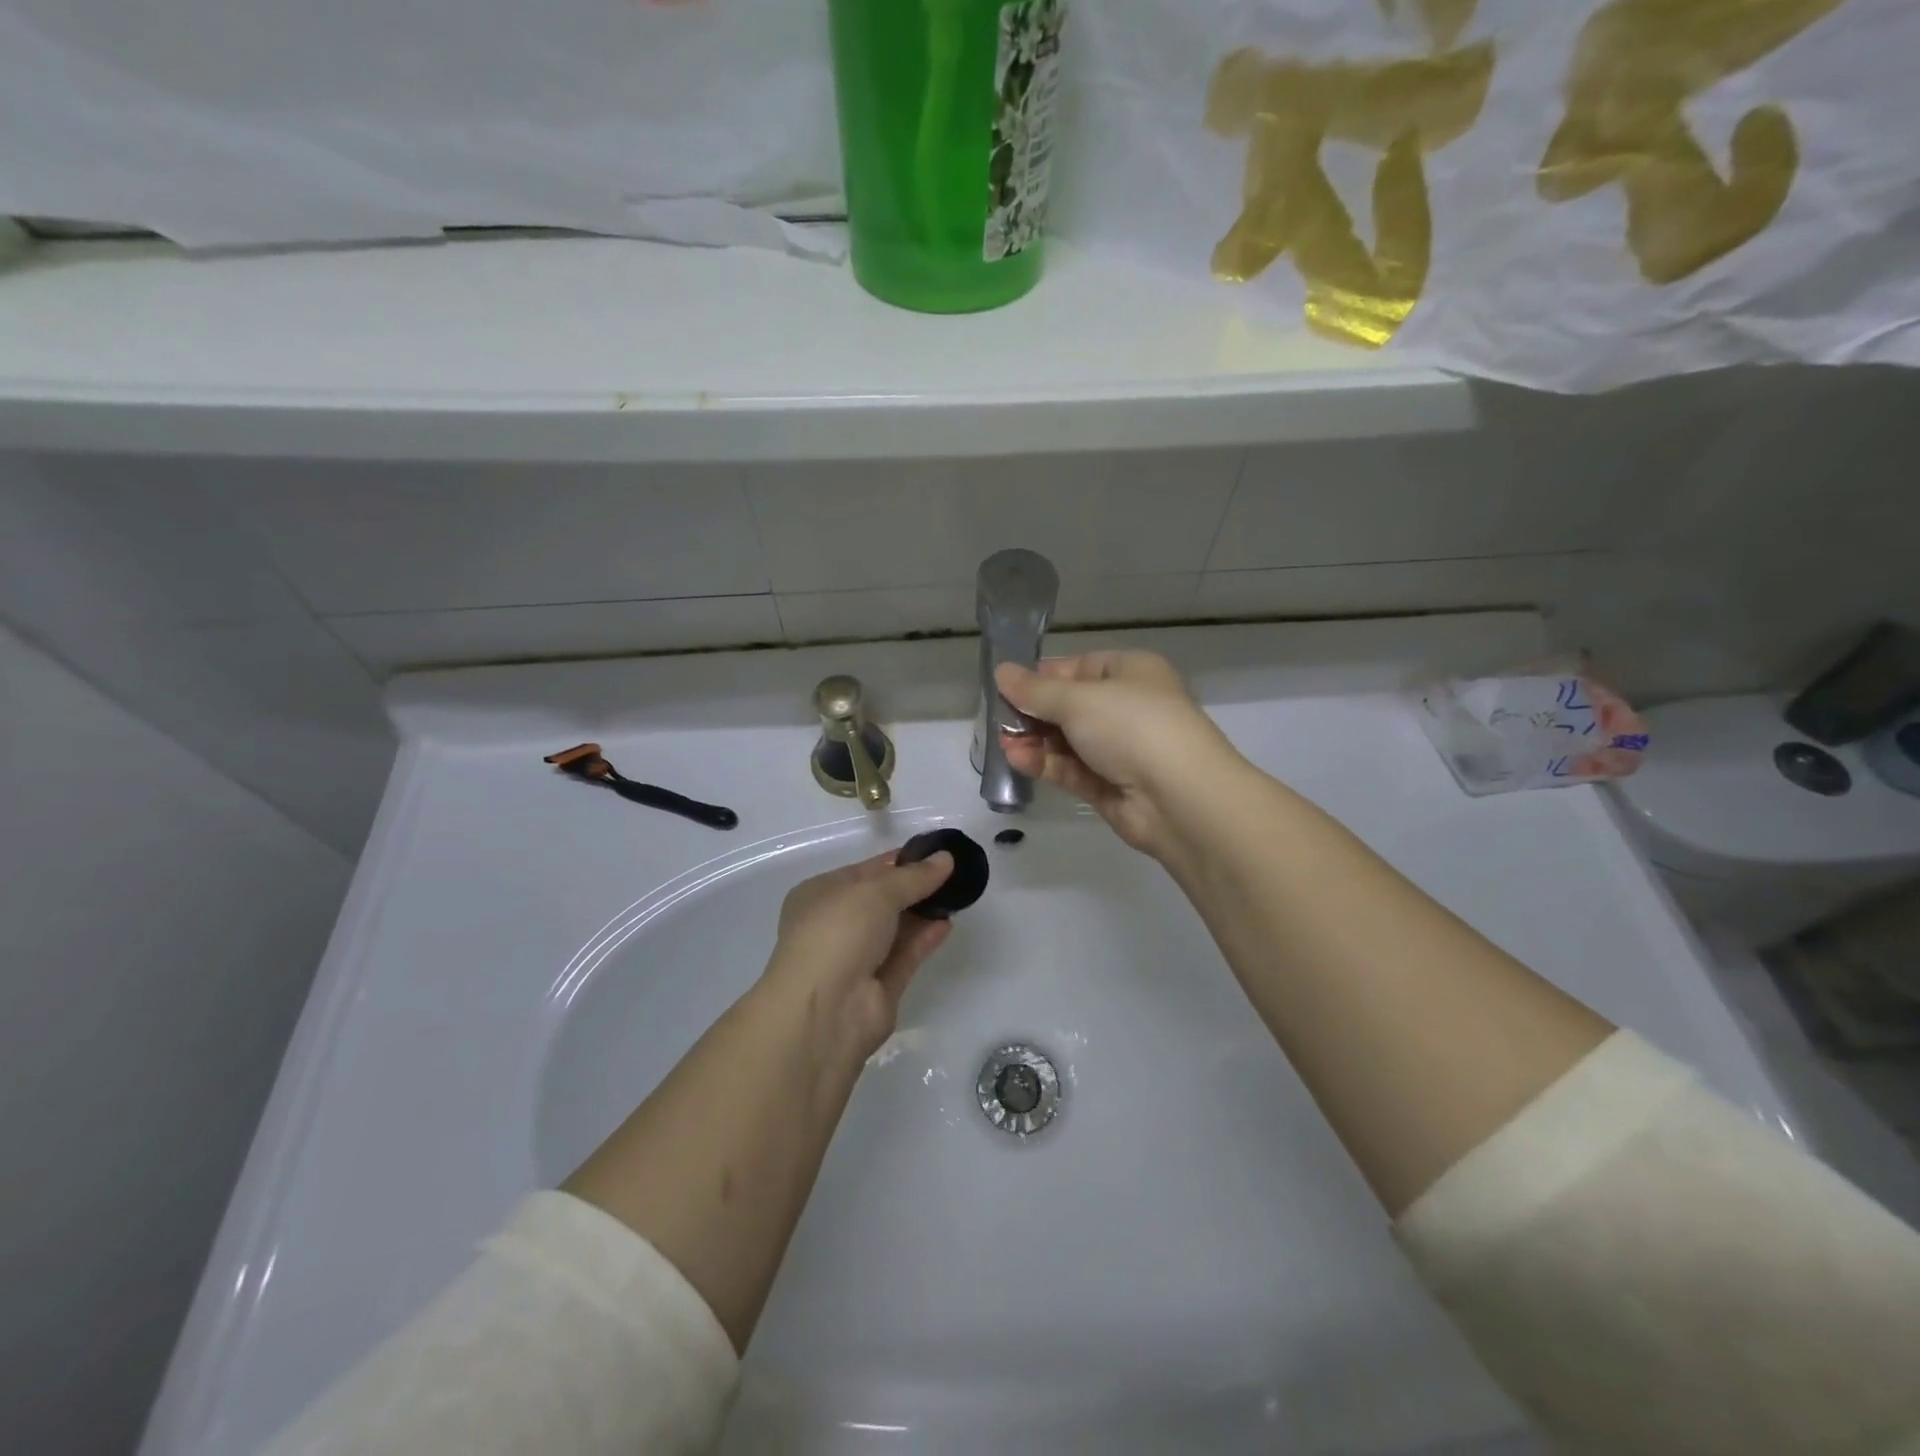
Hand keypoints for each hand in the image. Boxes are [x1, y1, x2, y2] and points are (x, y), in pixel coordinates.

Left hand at [759, 850, 955, 1063]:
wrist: (826, 1010)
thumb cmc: (838, 932)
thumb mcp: (876, 891)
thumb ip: (914, 876)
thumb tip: (946, 858)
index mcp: (820, 895)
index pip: (864, 871)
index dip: (898, 861)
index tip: (935, 853)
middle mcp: (835, 926)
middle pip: (881, 900)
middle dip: (914, 887)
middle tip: (953, 872)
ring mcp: (856, 959)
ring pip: (895, 929)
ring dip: (923, 912)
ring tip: (957, 894)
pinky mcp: (878, 988)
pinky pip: (905, 955)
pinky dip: (924, 938)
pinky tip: (948, 922)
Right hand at [996, 652, 1243, 855]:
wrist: (1180, 798)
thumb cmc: (1132, 727)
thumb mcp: (1078, 699)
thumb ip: (1035, 690)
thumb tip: (1002, 671)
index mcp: (1130, 673)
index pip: (1079, 667)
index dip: (1043, 676)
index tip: (1008, 686)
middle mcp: (1127, 708)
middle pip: (1070, 706)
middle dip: (1033, 712)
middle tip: (998, 718)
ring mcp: (1120, 750)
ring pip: (1067, 740)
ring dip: (1034, 740)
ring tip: (1003, 741)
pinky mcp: (1110, 786)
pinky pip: (1071, 769)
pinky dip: (1045, 763)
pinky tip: (1017, 759)